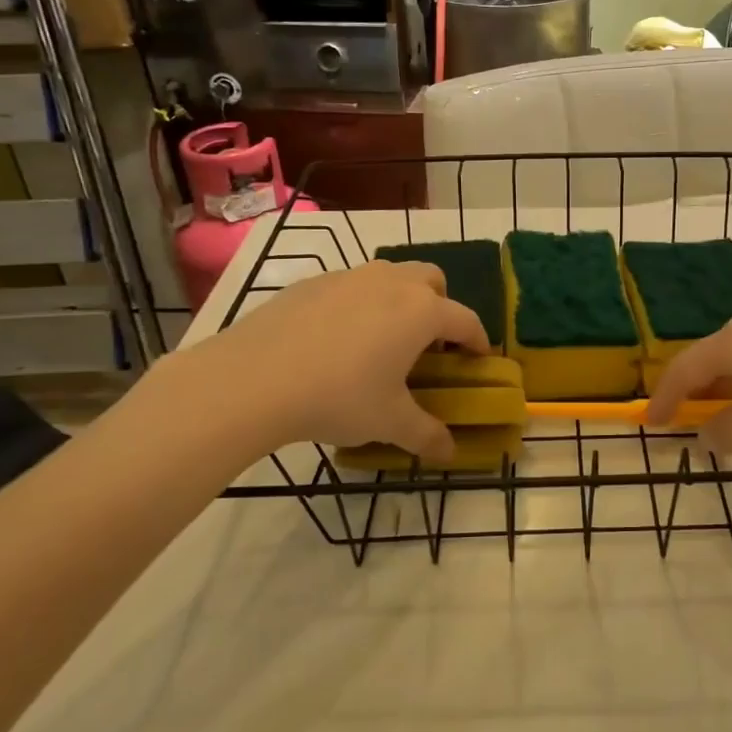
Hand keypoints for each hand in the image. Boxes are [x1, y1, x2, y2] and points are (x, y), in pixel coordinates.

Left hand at [165, 260, 488, 464]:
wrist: (254, 378)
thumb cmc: (338, 397)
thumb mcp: (389, 422)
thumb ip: (426, 435)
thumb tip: (450, 454)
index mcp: (422, 312)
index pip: (465, 320)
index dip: (477, 341)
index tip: (477, 360)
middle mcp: (392, 283)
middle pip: (432, 281)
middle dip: (440, 307)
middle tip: (428, 345)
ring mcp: (350, 277)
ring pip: (391, 276)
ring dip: (400, 300)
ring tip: (383, 339)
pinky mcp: (314, 282)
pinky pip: (352, 286)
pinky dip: (360, 304)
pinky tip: (338, 339)